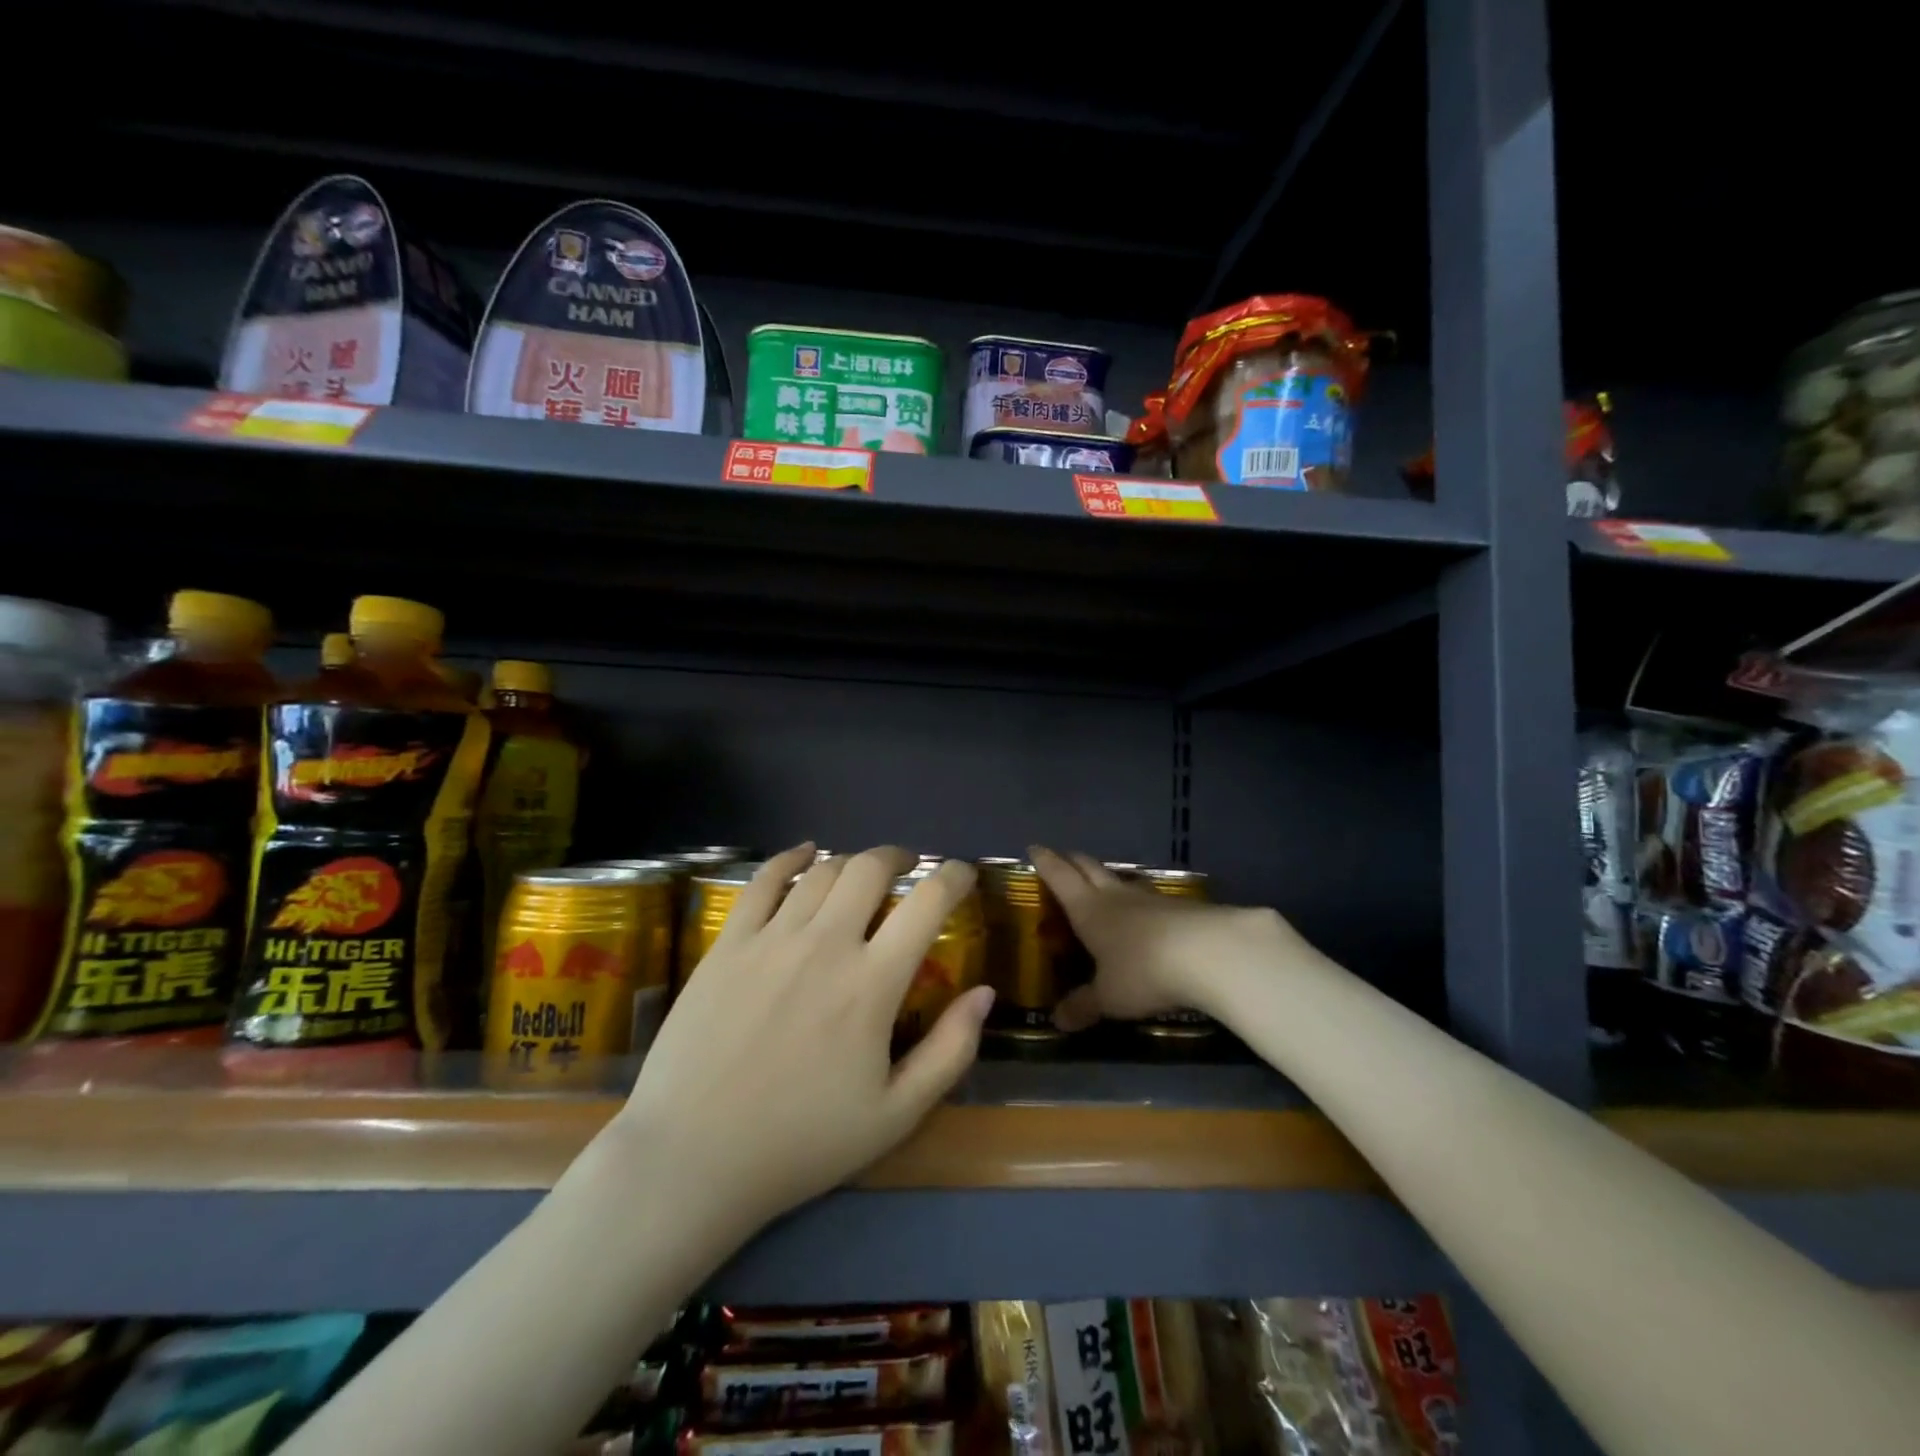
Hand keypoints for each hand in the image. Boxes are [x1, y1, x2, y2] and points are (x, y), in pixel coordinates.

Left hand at [615, 844, 994, 1239]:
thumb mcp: (895, 1115)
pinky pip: (763, 880)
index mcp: (872, 984)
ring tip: (861, 875)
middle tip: (910, 868)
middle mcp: (825, 944)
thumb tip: (984, 992)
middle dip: (900, 857)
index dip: (954, 877)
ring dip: (852, 862)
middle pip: (870, 868)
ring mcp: (771, 938)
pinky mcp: (728, 943)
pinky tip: (804, 854)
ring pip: (822, 870)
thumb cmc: (801, 1143)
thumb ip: (950, 1051)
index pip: (927, 902)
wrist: (693, 1158)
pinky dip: (790, 858)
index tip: (963, 875)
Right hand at [1031, 847, 1304, 1030]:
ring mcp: (1150, 898)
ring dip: (1107, 877)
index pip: (1060, 877)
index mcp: (1088, 909)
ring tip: (1100, 882)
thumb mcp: (1108, 997)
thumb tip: (1057, 1021)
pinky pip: (1149, 897)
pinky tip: (1143, 912)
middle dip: (1073, 861)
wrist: (1210, 953)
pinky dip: (1137, 899)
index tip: (1034, 848)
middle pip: (1089, 868)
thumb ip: (1083, 1006)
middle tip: (1062, 858)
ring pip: (1121, 879)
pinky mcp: (1180, 907)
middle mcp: (1115, 895)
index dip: (1046, 862)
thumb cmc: (1143, 970)